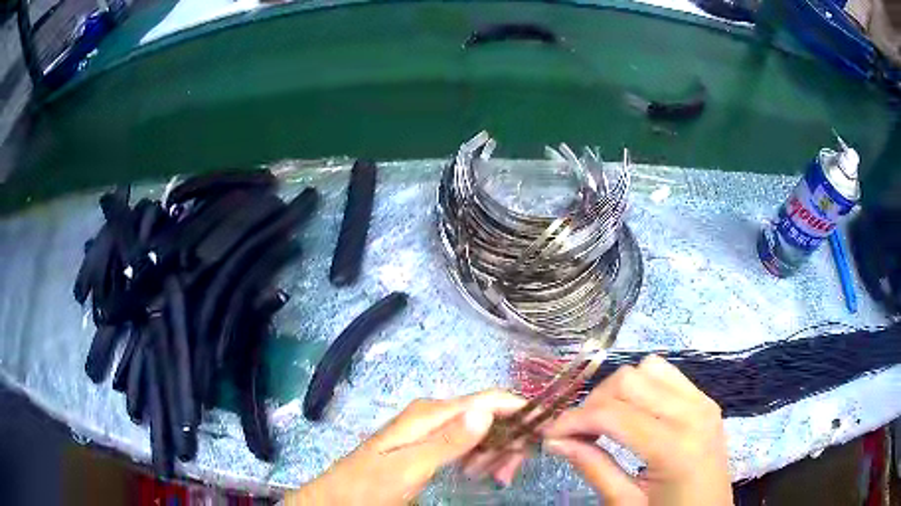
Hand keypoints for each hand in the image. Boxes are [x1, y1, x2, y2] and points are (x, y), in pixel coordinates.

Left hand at [286, 390, 526, 504]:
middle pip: (487, 414)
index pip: (488, 399)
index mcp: (431, 413)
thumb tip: (488, 410)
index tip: (544, 434)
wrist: (340, 497)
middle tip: (510, 473)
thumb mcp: (411, 467)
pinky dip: (480, 456)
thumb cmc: (372, 485)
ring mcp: (431, 428)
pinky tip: (480, 473)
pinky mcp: (429, 443)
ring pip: (479, 430)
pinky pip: (466, 443)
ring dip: (495, 451)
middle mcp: (434, 414)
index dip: (519, 411)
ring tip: (496, 478)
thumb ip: (449, 440)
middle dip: (508, 439)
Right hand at [544, 355, 731, 505]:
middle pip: (629, 380)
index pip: (612, 415)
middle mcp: (692, 413)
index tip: (549, 434)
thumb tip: (554, 441)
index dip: (573, 420)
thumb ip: (593, 468)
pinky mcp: (706, 400)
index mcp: (674, 447)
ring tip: (607, 422)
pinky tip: (635, 414)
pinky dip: (643, 387)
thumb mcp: (626, 504)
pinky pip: (667, 374)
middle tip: (578, 432)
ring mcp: (703, 401)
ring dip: (619, 391)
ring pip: (647, 368)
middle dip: (594, 403)